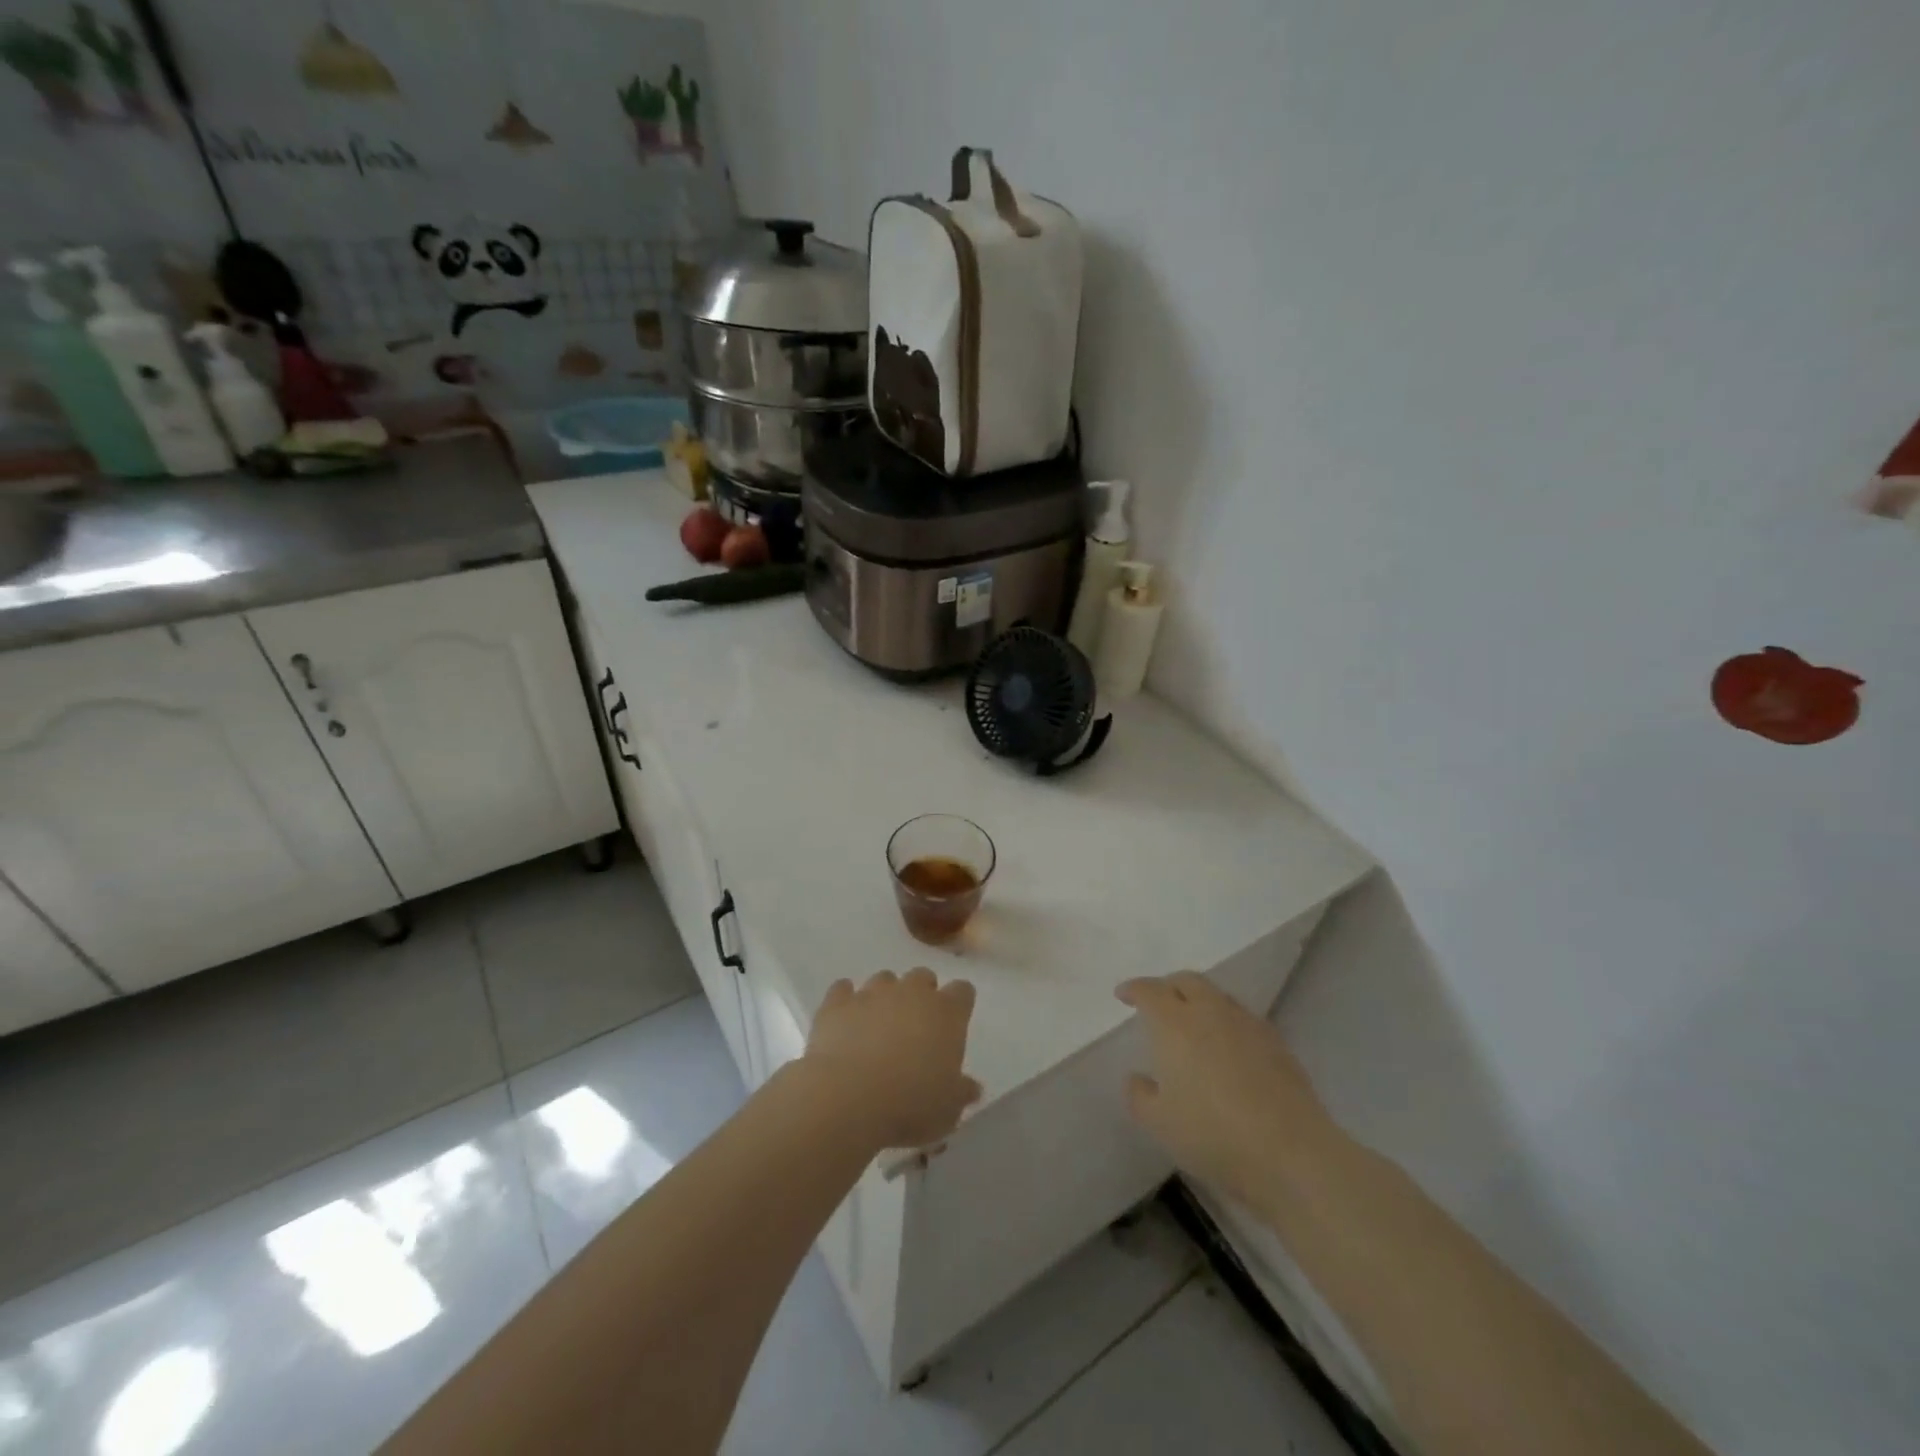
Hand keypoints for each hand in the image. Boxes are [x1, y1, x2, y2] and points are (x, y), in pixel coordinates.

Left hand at [803, 969, 981, 1150]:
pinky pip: (842, 989)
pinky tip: (844, 1020)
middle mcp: (911, 993)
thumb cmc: (911, 1105)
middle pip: (922, 977)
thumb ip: (961, 1092)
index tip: (954, 1023)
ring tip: (878, 1026)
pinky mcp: (837, 1003)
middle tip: (915, 1026)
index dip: (959, 1004)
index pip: (962, 991)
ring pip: (884, 979)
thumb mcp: (948, 1109)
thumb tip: (972, 1087)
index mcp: (946, 1013)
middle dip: (921, 995)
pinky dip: (845, 1000)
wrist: (849, 1099)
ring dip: (884, 996)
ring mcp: (872, 993)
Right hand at [1117, 972, 1340, 1212]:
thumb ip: (1139, 1095)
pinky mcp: (1277, 1043)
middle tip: (1157, 1003)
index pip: (1149, 990)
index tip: (1123, 995)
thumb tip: (1139, 1078)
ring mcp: (1247, 1024)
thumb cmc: (1212, 1134)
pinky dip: (1227, 1022)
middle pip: (1187, 981)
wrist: (1291, 1153)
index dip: (1133, 989)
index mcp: (1174, 1023)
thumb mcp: (1158, 1123)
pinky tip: (1227, 1048)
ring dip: (1200, 1001)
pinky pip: (1243, 1018)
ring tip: (1193, 1024)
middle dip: (1168, 986)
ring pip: (1218, 996)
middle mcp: (1210, 1011)